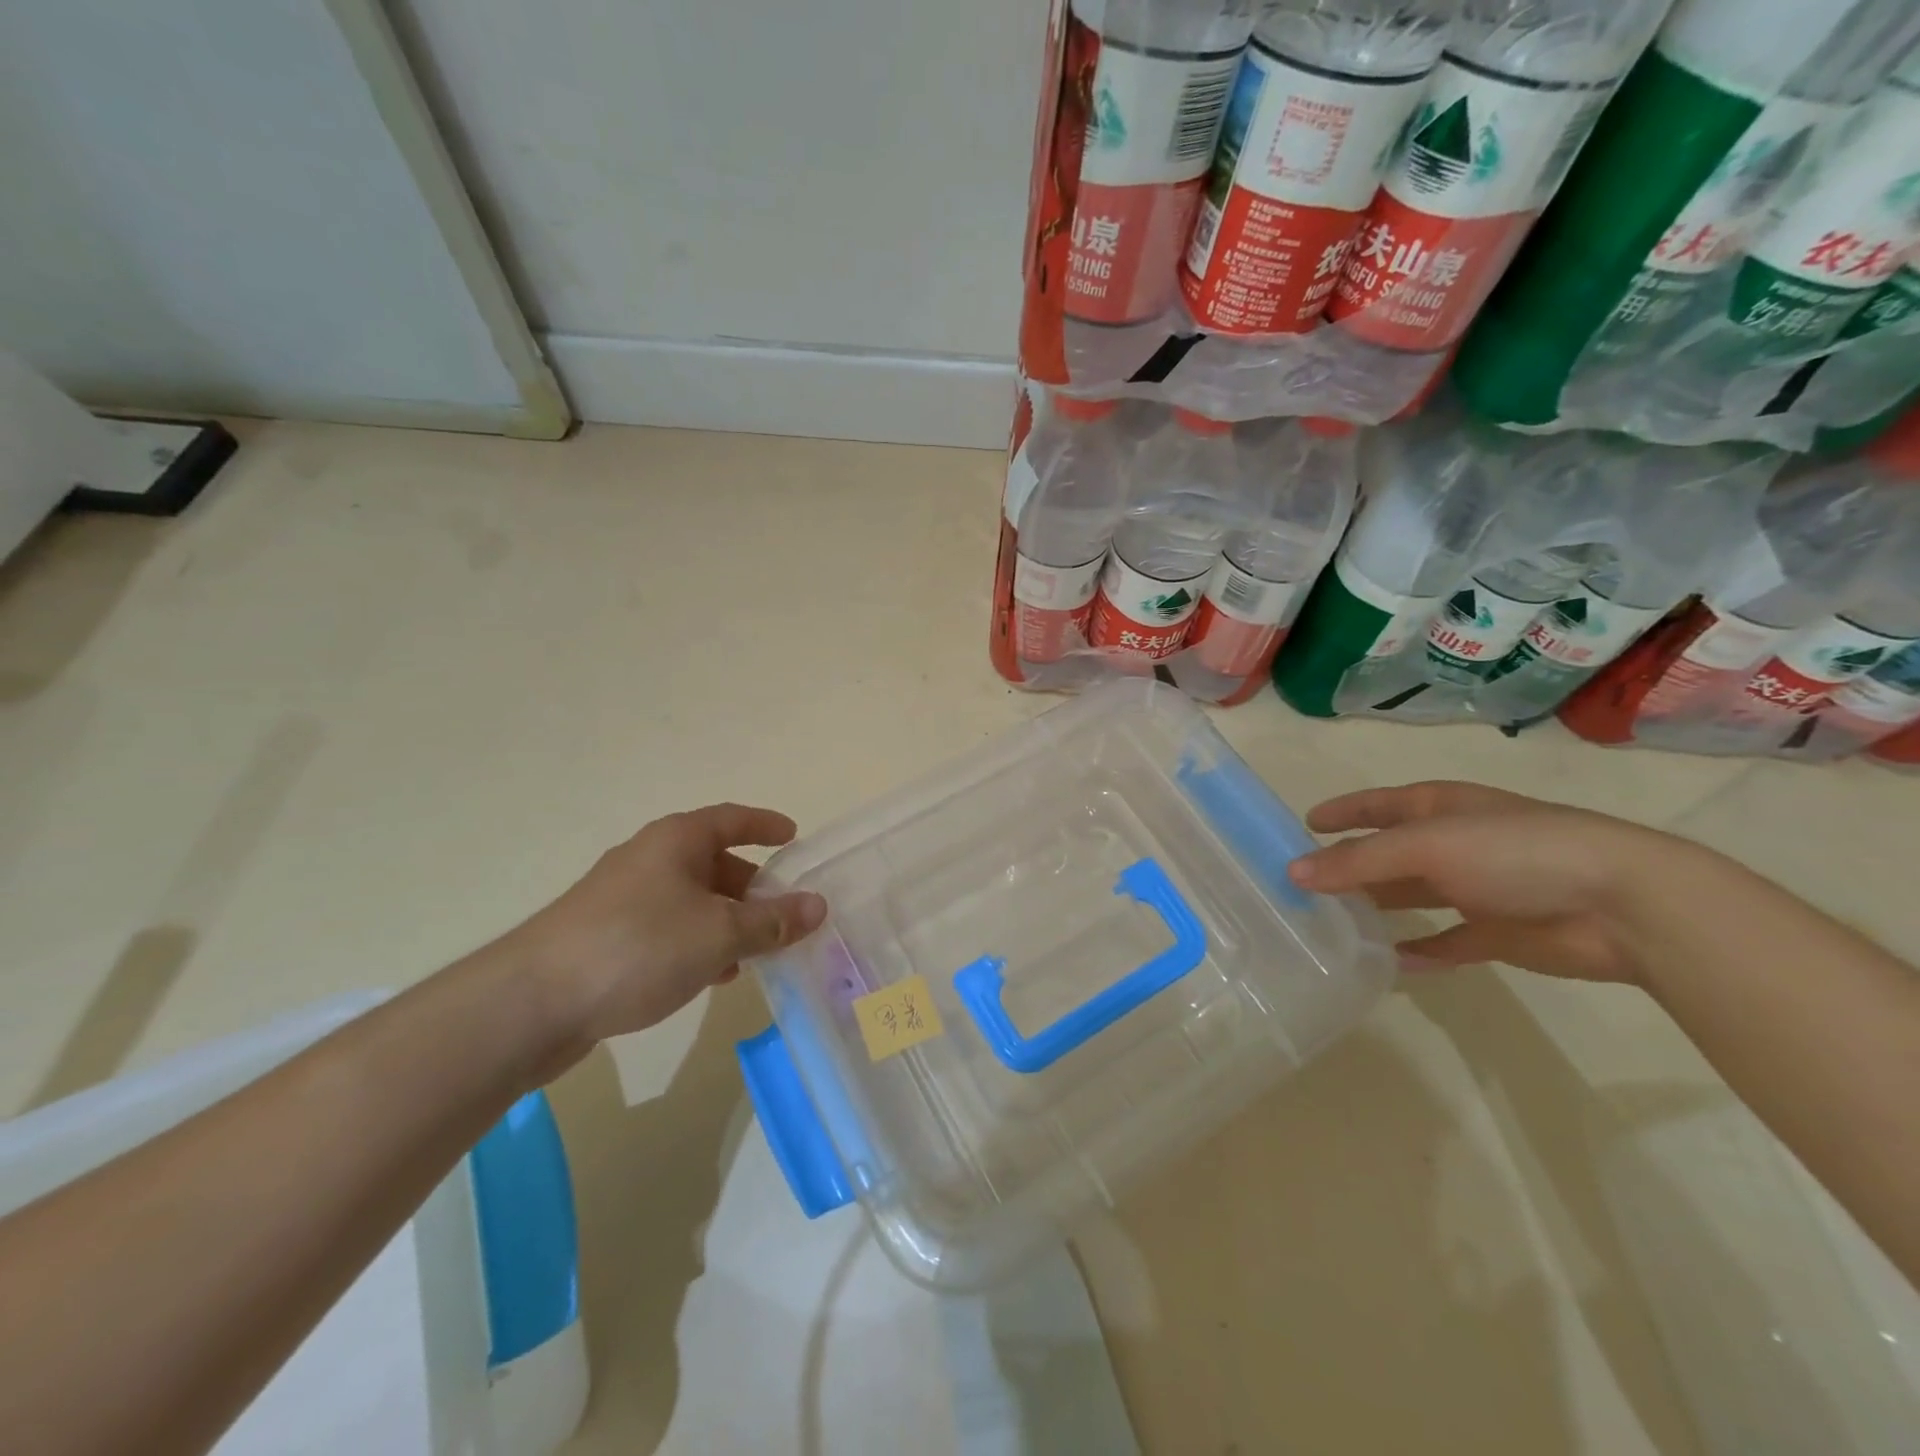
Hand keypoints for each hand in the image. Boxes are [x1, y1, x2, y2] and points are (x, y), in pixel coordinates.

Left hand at [503, 803, 826, 1048]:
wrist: (532, 1003)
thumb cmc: (639, 947)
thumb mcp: (719, 933)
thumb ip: (773, 921)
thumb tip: (818, 906)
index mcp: (676, 840)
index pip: (732, 818)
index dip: (765, 825)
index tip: (794, 836)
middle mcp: (649, 859)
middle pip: (713, 861)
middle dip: (752, 886)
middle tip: (784, 911)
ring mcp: (623, 899)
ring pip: (691, 900)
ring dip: (727, 920)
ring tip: (756, 951)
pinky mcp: (606, 938)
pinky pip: (668, 929)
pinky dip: (698, 943)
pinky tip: (712, 975)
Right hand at [1287, 781, 1676, 983]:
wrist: (1625, 907)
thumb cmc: (1516, 853)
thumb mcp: (1427, 846)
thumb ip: (1358, 861)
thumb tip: (1293, 873)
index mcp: (1440, 808)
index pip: (1378, 805)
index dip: (1343, 812)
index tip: (1304, 824)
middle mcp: (1454, 844)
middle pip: (1389, 853)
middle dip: (1349, 865)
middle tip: (1302, 884)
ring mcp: (1477, 889)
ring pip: (1412, 897)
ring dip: (1377, 907)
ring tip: (1331, 922)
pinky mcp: (1498, 933)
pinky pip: (1447, 942)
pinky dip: (1420, 951)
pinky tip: (1389, 964)